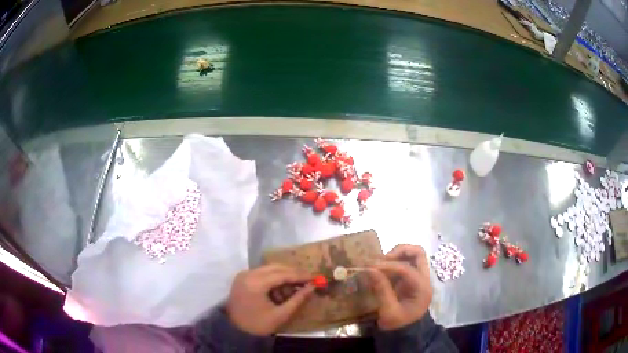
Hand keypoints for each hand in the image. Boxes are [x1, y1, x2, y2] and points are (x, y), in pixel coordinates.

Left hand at [226, 264, 313, 335]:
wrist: (235, 330)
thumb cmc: (258, 324)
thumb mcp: (280, 315)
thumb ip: (297, 299)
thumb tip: (312, 287)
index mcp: (256, 284)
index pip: (282, 274)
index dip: (299, 276)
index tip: (314, 277)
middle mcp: (248, 274)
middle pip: (275, 267)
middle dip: (292, 273)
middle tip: (307, 280)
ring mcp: (243, 275)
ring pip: (268, 269)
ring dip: (282, 275)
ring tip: (293, 288)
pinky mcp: (241, 278)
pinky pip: (261, 273)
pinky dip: (272, 278)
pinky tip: (279, 289)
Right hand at [367, 245, 432, 330]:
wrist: (405, 333)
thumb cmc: (398, 324)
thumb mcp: (389, 311)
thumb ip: (382, 289)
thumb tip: (369, 269)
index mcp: (422, 288)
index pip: (407, 268)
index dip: (388, 266)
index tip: (370, 267)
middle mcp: (423, 279)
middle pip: (418, 253)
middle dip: (399, 252)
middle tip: (381, 260)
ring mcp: (418, 278)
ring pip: (412, 255)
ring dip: (396, 255)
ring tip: (379, 264)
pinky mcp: (410, 280)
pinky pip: (404, 263)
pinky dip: (393, 262)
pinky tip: (381, 269)